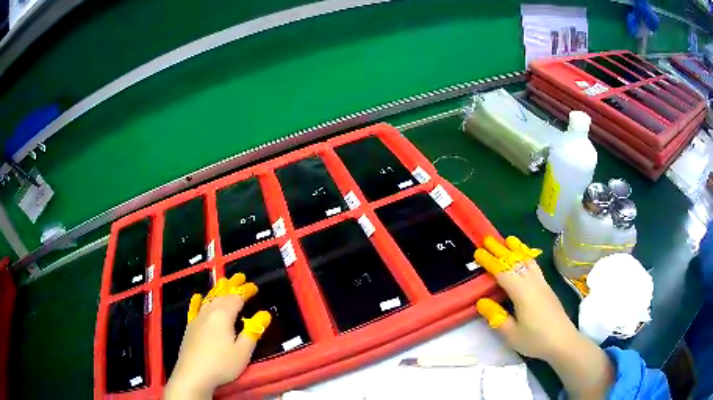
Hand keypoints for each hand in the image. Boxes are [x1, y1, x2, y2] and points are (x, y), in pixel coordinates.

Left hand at [164, 274, 271, 399]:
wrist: (193, 374)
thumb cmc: (221, 364)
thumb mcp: (243, 351)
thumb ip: (253, 331)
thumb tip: (265, 314)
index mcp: (223, 316)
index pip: (236, 298)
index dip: (245, 292)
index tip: (254, 287)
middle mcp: (209, 312)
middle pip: (221, 295)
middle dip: (231, 286)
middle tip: (240, 276)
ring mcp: (197, 319)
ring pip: (209, 299)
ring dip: (218, 291)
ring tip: (223, 282)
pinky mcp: (190, 327)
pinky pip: (195, 309)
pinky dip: (198, 301)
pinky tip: (197, 297)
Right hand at [475, 236, 612, 398]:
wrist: (563, 341)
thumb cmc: (536, 340)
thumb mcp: (512, 334)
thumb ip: (496, 317)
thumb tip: (481, 302)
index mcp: (523, 293)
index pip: (503, 272)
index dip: (490, 262)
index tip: (478, 252)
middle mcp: (533, 283)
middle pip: (516, 261)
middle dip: (501, 250)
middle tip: (488, 239)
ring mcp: (542, 284)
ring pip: (528, 261)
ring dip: (517, 249)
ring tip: (508, 240)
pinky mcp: (547, 288)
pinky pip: (535, 266)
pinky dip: (526, 257)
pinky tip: (526, 258)